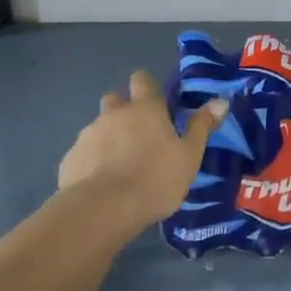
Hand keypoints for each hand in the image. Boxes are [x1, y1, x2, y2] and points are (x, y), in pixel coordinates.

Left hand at [57, 72, 227, 228]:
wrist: (103, 209)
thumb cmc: (155, 179)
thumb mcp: (189, 156)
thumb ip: (202, 126)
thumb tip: (220, 100)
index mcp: (145, 109)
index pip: (142, 80)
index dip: (146, 86)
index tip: (155, 102)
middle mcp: (114, 114)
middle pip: (115, 99)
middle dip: (123, 109)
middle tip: (137, 134)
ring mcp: (88, 135)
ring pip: (98, 127)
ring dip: (108, 138)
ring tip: (119, 166)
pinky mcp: (70, 159)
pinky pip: (84, 153)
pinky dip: (92, 161)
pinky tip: (101, 184)